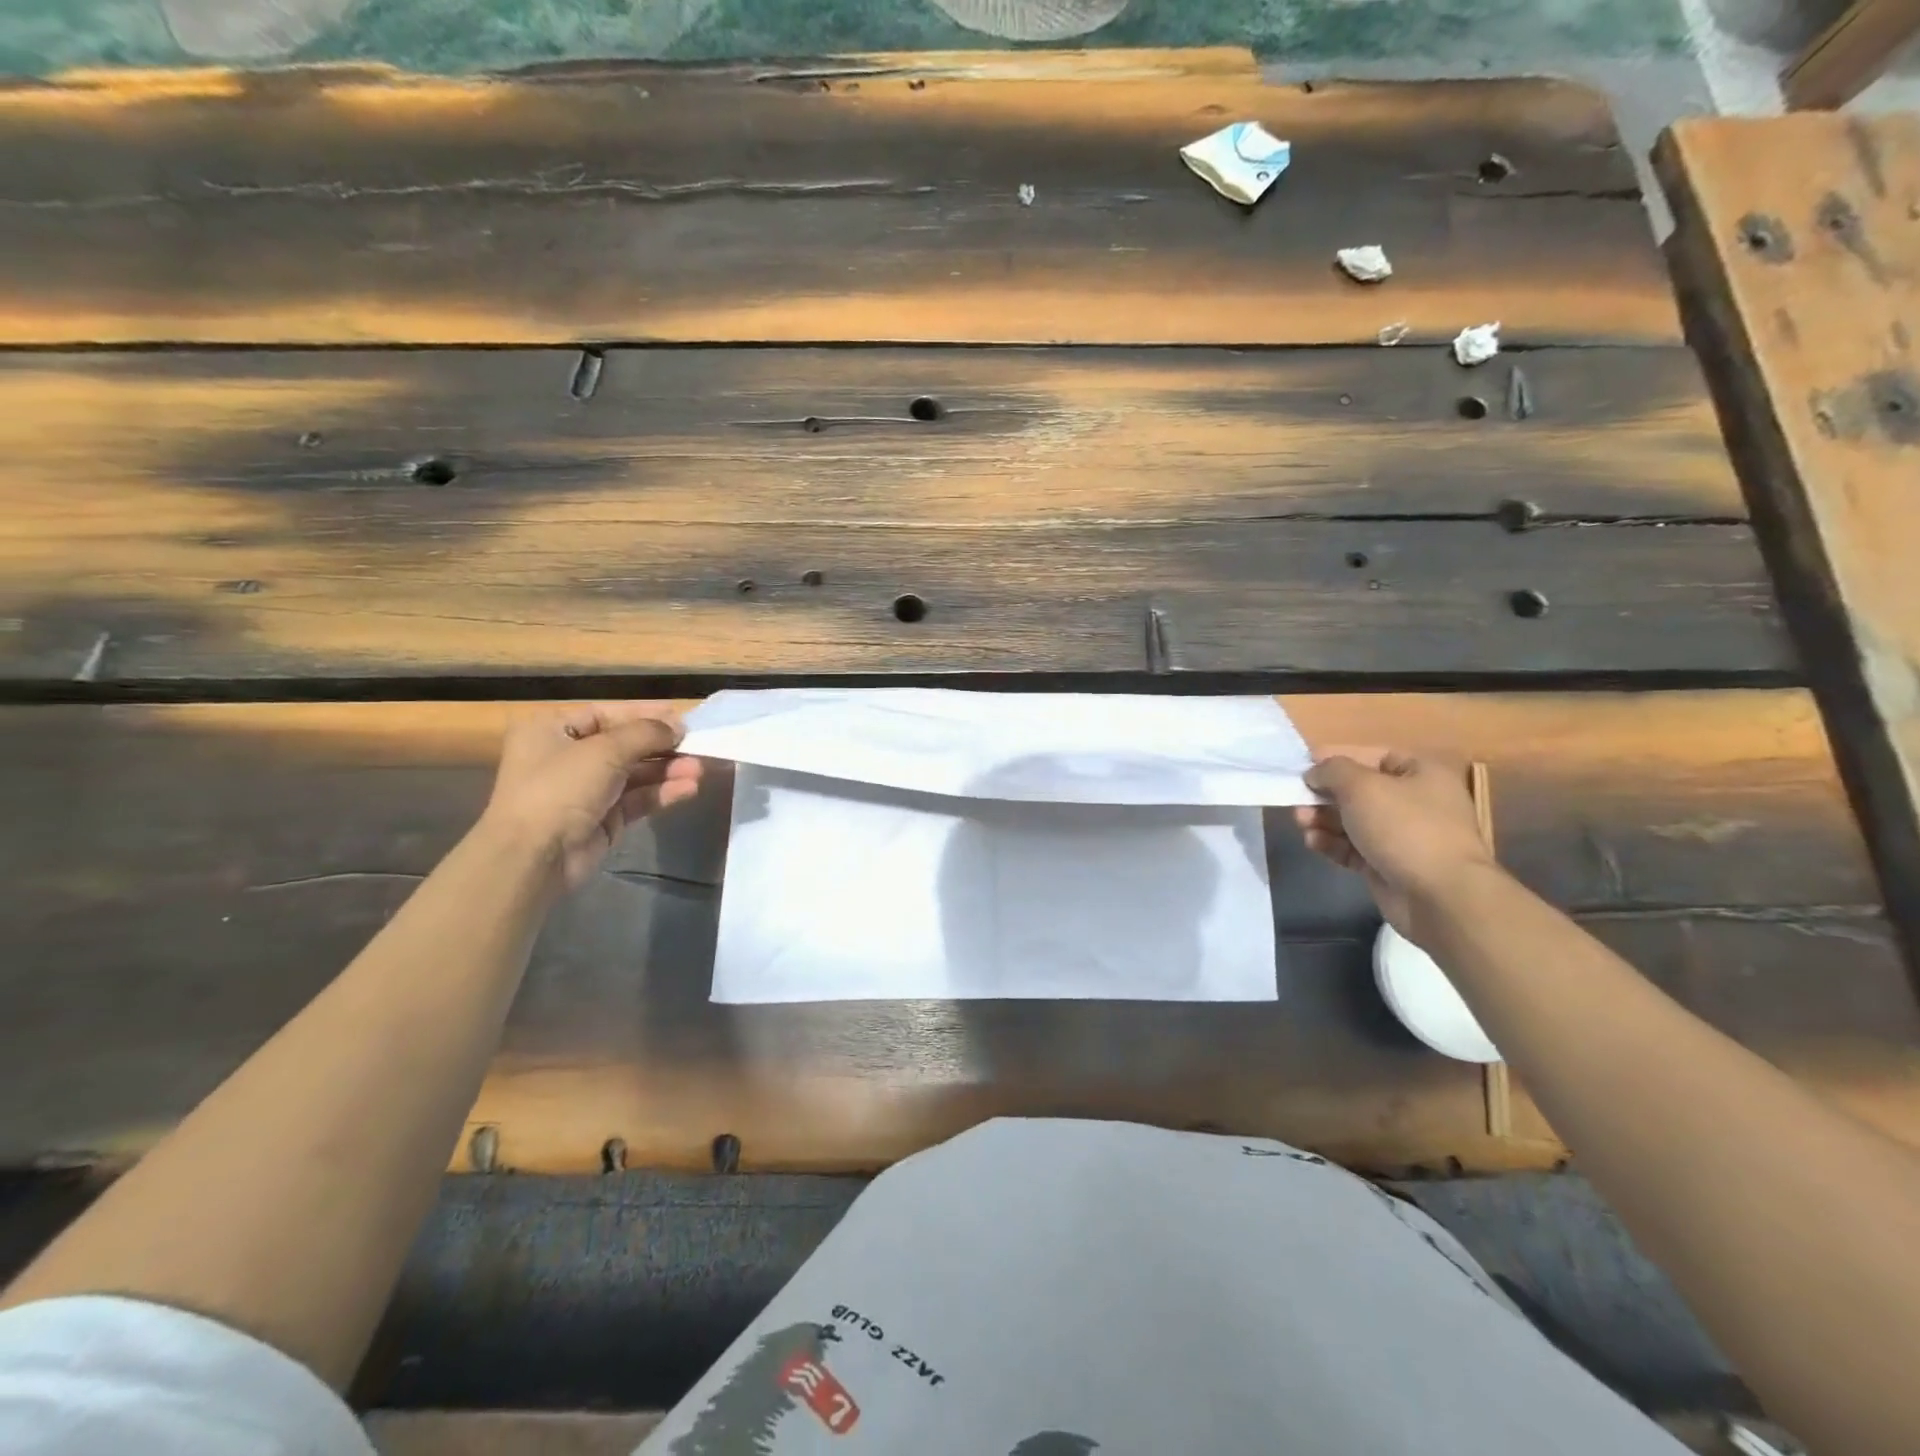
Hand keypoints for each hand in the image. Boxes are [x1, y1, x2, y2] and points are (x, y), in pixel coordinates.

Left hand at [478, 702, 703, 893]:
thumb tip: (678, 726)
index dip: (645, 715)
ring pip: (635, 773)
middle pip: (625, 744)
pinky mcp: (603, 818)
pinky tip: (688, 789)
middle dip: (661, 746)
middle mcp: (567, 756)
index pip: (607, 714)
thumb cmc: (560, 788)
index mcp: (552, 730)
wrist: (535, 856)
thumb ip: (646, 733)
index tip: (682, 718)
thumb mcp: (605, 750)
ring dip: (667, 770)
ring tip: (699, 770)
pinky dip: (662, 792)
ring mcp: (586, 790)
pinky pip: (637, 799)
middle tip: (697, 745)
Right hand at [1292, 746, 1497, 939]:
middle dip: (1324, 795)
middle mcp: (1414, 802)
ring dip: (1322, 820)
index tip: (1304, 767)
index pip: (1372, 756)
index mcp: (1420, 774)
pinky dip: (1331, 844)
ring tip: (1301, 824)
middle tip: (1297, 801)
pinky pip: (1353, 848)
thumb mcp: (1362, 786)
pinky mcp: (1387, 866)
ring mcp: (1402, 837)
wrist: (1439, 896)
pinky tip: (1313, 843)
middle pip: (1358, 791)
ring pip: (1352, 821)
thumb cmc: (1404, 828)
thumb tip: (1315, 773)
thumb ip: (1332, 771)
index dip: (1337, 759)